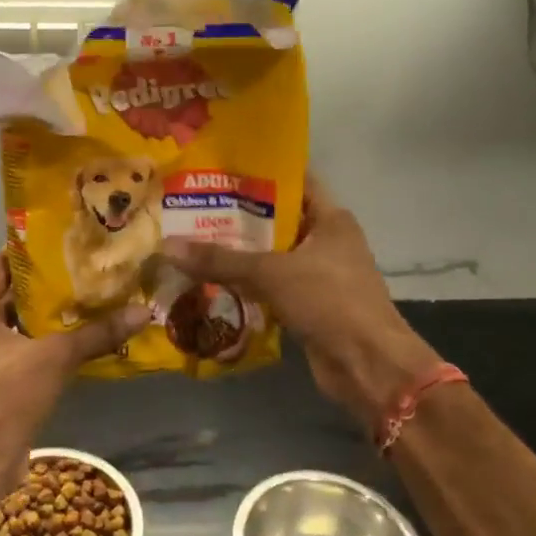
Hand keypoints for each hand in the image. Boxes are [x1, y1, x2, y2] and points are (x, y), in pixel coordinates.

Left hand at [0, 255, 148, 491]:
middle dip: (54, 282)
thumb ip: (97, 333)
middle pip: (19, 293)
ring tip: (100, 295)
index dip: (33, 249)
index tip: (68, 237)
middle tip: (93, 265)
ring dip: (59, 315)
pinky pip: (35, 350)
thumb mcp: (55, 357)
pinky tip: (91, 337)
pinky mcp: (7, 380)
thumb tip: (144, 312)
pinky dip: (58, 343)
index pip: (3, 264)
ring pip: (29, 324)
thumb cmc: (7, 394)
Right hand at [163, 179, 441, 426]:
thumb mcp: (272, 272)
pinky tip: (210, 281)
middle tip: (192, 208)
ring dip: (238, 255)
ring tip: (192, 242)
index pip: (294, 182)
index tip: (219, 171)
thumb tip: (168, 246)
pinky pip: (270, 287)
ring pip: (271, 257)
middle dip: (237, 218)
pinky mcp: (308, 306)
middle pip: (277, 221)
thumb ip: (221, 259)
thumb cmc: (330, 301)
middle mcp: (326, 242)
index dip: (260, 174)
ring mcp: (318, 276)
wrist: (367, 365)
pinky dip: (245, 285)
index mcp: (331, 219)